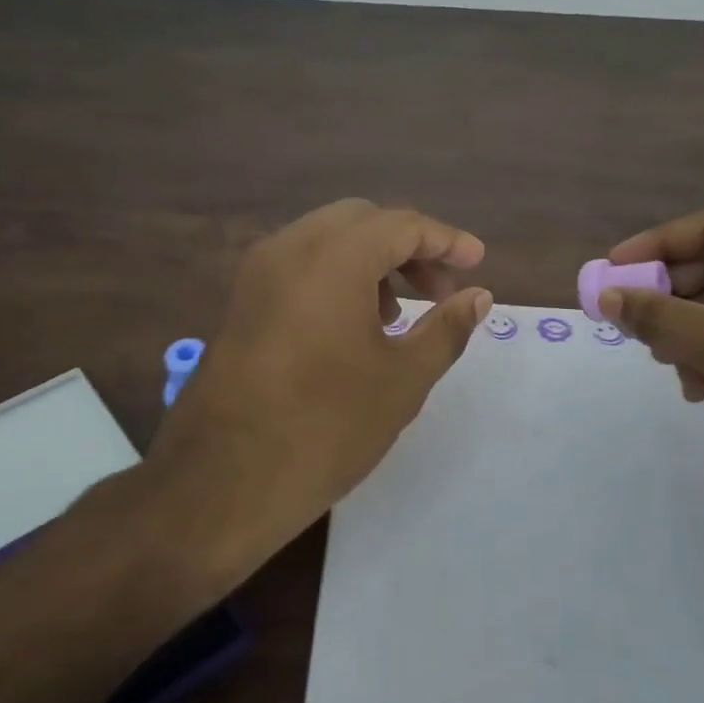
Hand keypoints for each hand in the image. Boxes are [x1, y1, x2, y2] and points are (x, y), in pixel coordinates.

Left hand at [145, 199, 490, 582]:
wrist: (224, 480)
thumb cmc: (326, 427)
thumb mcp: (402, 379)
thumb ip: (446, 329)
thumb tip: (479, 297)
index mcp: (333, 257)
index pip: (401, 224)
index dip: (446, 240)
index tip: (477, 264)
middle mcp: (288, 248)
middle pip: (361, 221)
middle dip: (407, 247)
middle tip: (439, 292)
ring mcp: (256, 273)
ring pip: (325, 241)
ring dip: (370, 262)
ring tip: (397, 314)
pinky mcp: (240, 302)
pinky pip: (297, 267)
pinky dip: (334, 277)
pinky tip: (352, 327)